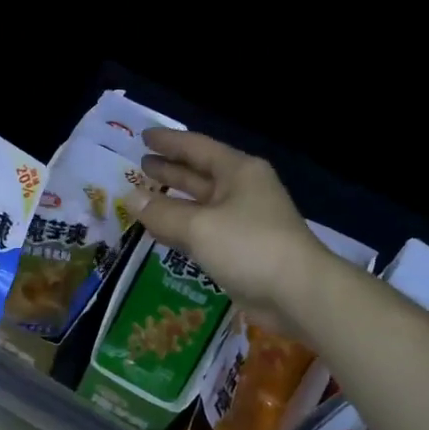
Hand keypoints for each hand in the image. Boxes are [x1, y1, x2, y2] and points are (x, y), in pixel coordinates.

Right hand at [125, 128, 330, 330]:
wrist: (298, 293)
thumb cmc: (249, 246)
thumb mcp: (199, 226)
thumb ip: (162, 212)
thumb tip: (130, 198)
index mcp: (238, 171)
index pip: (197, 147)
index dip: (168, 141)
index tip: (143, 136)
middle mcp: (242, 190)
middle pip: (199, 174)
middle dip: (170, 169)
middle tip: (139, 165)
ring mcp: (243, 221)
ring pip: (200, 205)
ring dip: (173, 201)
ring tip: (142, 196)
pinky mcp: (240, 250)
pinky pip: (203, 231)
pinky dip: (181, 228)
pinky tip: (160, 232)